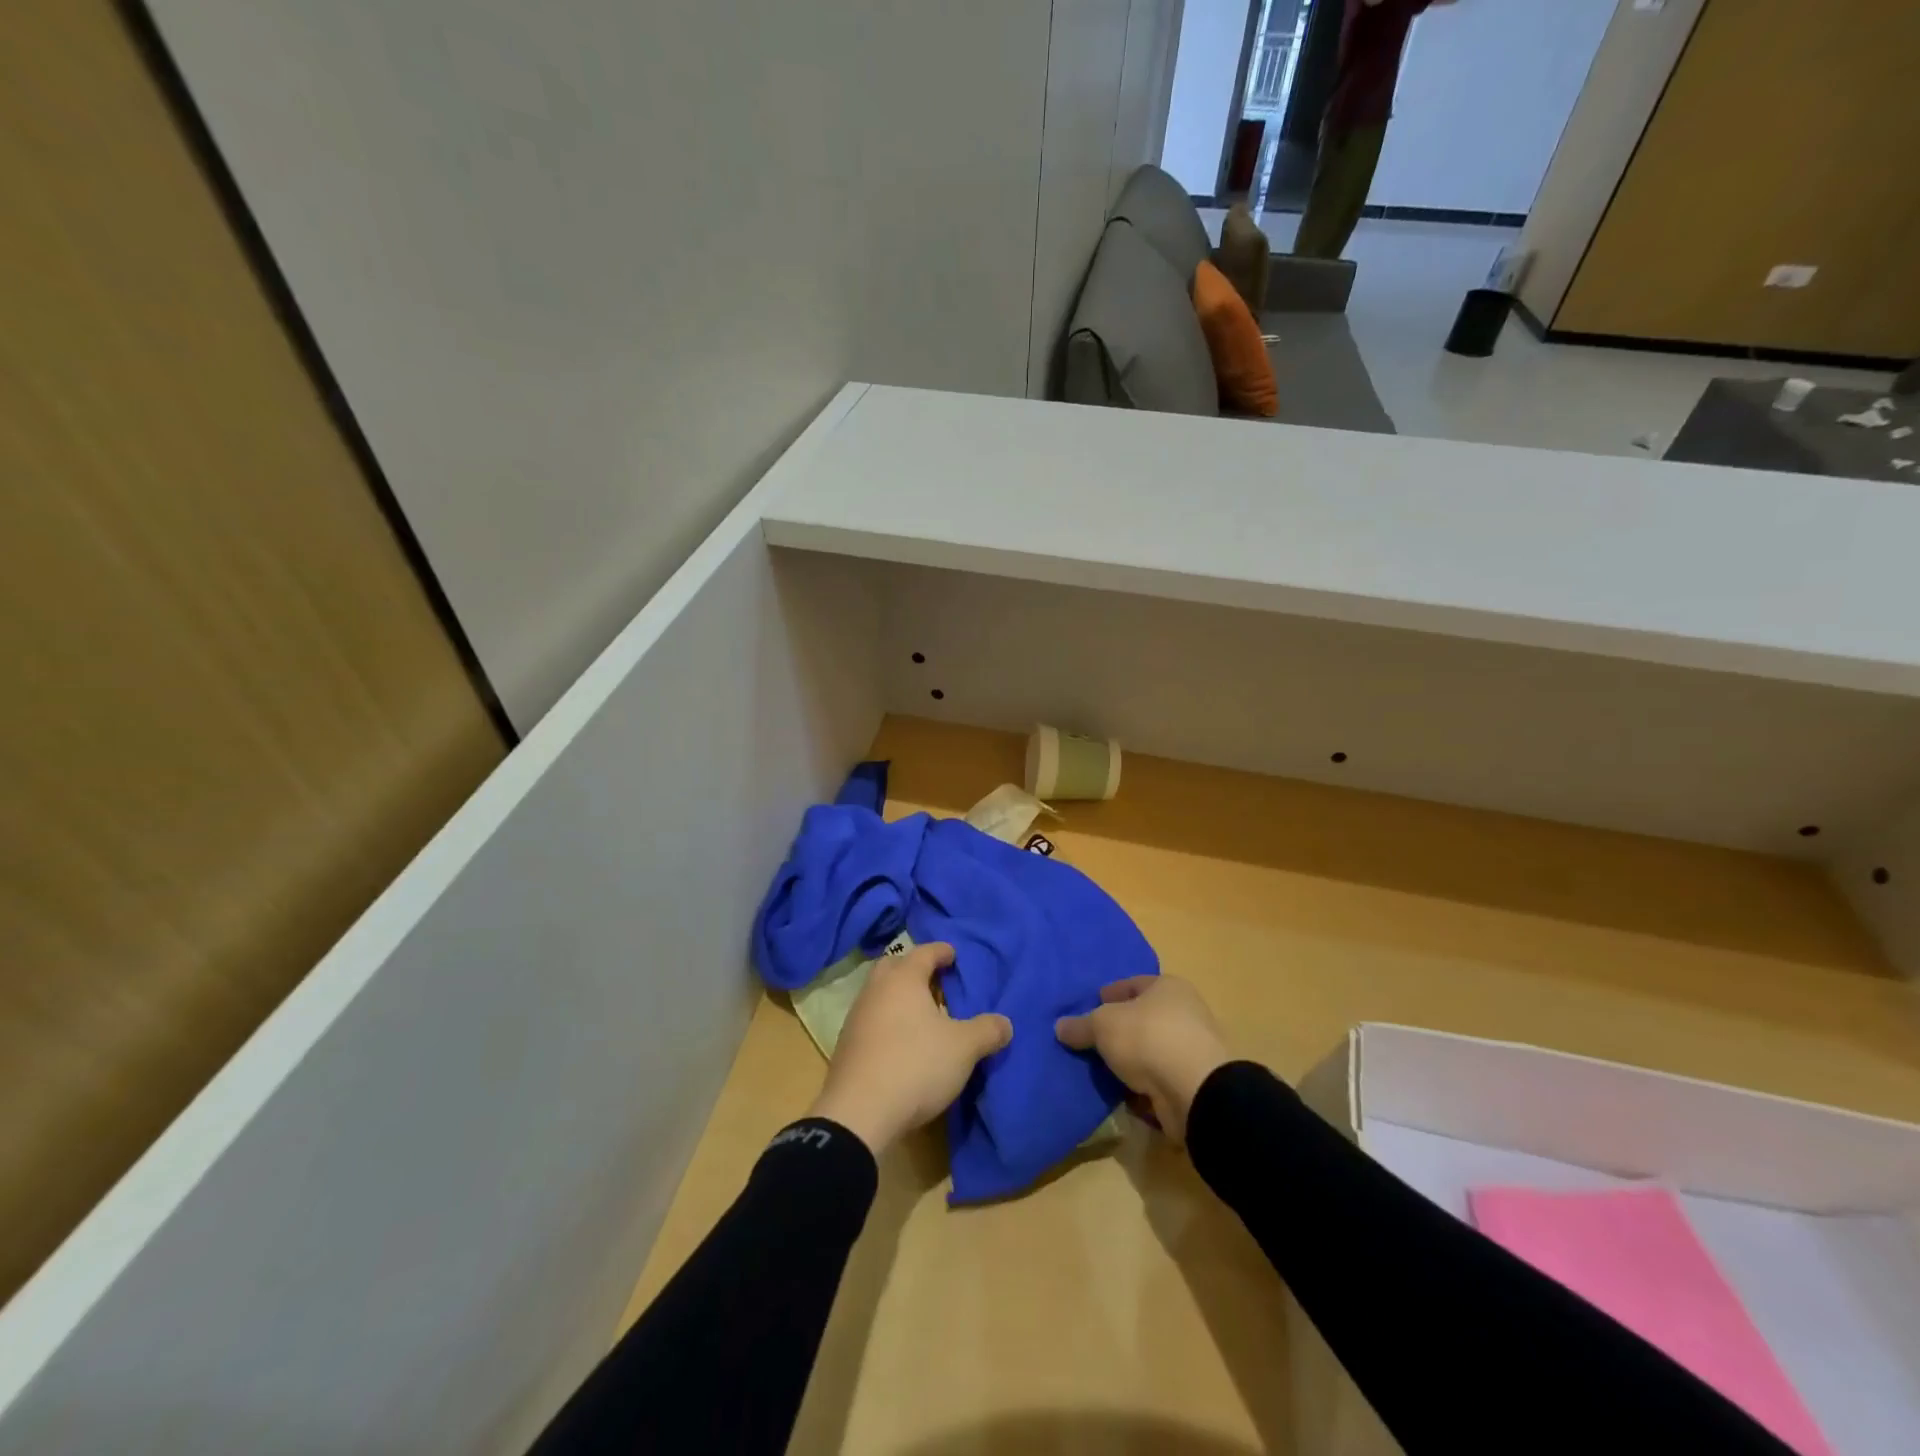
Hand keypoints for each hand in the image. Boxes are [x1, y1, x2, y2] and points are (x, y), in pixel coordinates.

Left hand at [808, 942, 1012, 1156]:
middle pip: (894, 966)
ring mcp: (856, 1017)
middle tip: (935, 980)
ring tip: (921, 1014)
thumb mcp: (963, 1048)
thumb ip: (986, 1031)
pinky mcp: (846, 1046)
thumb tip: (1005, 1023)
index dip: (941, 952)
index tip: (953, 954)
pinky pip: (871, 1019)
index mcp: (903, 979)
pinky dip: (887, 1021)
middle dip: (914, 968)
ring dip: (898, 997)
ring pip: (879, 993)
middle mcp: (876, 990)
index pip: (924, 953)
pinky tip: (902, 1041)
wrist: (858, 1113)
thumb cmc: (916, 1065)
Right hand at [1054, 976, 1228, 1142]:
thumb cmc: (1148, 1038)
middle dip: (1118, 1029)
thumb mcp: (1103, 1025)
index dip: (1109, 994)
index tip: (1089, 1006)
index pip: (1133, 984)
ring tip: (1101, 1068)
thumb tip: (1060, 1027)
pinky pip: (1157, 1081)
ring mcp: (1191, 1051)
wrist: (1195, 1092)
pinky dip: (1140, 1086)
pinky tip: (1119, 1092)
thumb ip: (1081, 1025)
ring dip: (1130, 1061)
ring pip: (1150, 1051)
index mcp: (1168, 987)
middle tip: (1091, 1040)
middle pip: (1142, 1018)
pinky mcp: (1192, 1084)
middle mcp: (1185, 1013)